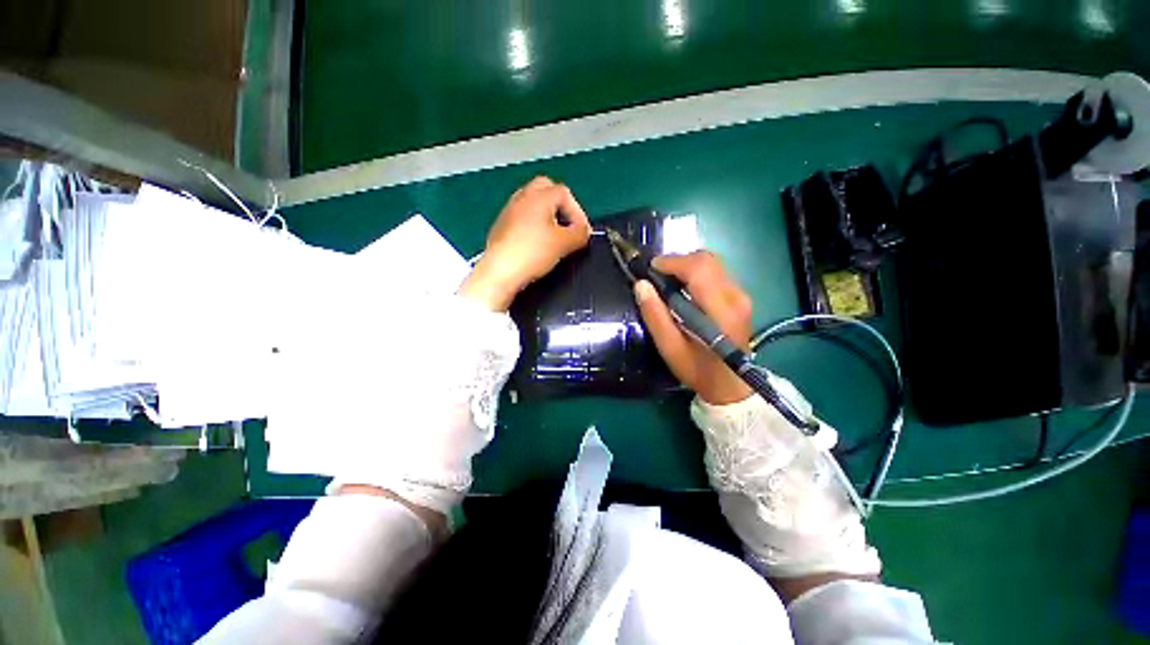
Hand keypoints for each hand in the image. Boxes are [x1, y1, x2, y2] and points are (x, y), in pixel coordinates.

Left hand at [458, 177, 590, 310]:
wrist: (500, 271)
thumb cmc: (531, 253)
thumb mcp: (564, 244)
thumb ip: (579, 234)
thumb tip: (584, 231)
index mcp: (539, 197)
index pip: (565, 193)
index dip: (578, 211)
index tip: (581, 231)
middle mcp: (522, 198)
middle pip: (546, 188)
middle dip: (560, 205)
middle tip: (567, 224)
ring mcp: (509, 211)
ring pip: (532, 202)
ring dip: (546, 214)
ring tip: (553, 234)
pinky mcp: (501, 225)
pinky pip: (521, 217)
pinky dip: (532, 224)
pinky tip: (535, 243)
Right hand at [634, 251, 753, 405]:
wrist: (730, 385)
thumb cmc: (697, 369)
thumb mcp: (670, 348)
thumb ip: (655, 316)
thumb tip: (641, 285)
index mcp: (720, 310)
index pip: (699, 268)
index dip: (672, 262)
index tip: (650, 270)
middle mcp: (735, 296)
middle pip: (707, 260)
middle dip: (678, 262)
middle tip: (657, 277)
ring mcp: (741, 296)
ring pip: (712, 264)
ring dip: (686, 267)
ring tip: (667, 284)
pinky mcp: (740, 298)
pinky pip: (716, 273)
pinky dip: (695, 274)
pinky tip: (683, 291)